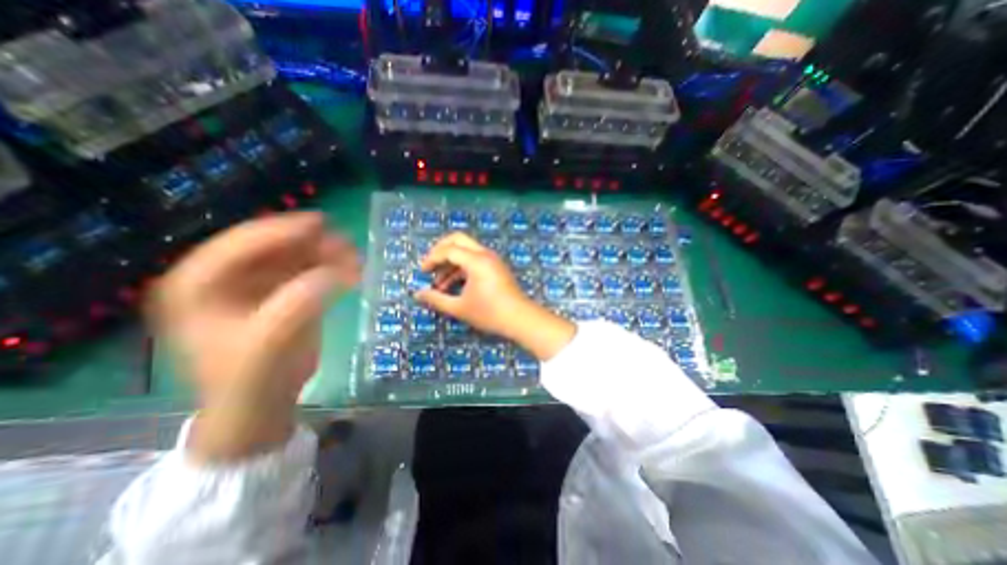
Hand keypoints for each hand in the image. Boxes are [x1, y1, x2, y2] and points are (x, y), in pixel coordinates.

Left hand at [146, 211, 356, 463]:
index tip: (320, 223)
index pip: (237, 245)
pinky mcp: (283, 294)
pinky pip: (308, 272)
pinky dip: (331, 268)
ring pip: (294, 258)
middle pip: (270, 247)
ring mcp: (256, 286)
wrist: (263, 404)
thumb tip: (335, 274)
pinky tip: (351, 270)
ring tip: (354, 255)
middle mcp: (224, 280)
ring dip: (325, 254)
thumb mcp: (268, 343)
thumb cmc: (251, 378)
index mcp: (196, 287)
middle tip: (345, 242)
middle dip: (309, 243)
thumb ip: (298, 304)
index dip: (279, 231)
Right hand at [416, 233, 573, 358]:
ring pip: (466, 250)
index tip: (422, 272)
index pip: (448, 250)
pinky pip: (474, 259)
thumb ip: (436, 299)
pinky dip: (462, 267)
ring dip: (451, 262)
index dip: (432, 259)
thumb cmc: (490, 313)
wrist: (520, 319)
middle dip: (440, 250)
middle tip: (430, 266)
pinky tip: (453, 285)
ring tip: (439, 284)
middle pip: (458, 239)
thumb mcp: (459, 308)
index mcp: (476, 260)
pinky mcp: (495, 267)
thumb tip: (417, 294)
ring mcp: (492, 259)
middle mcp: (484, 254)